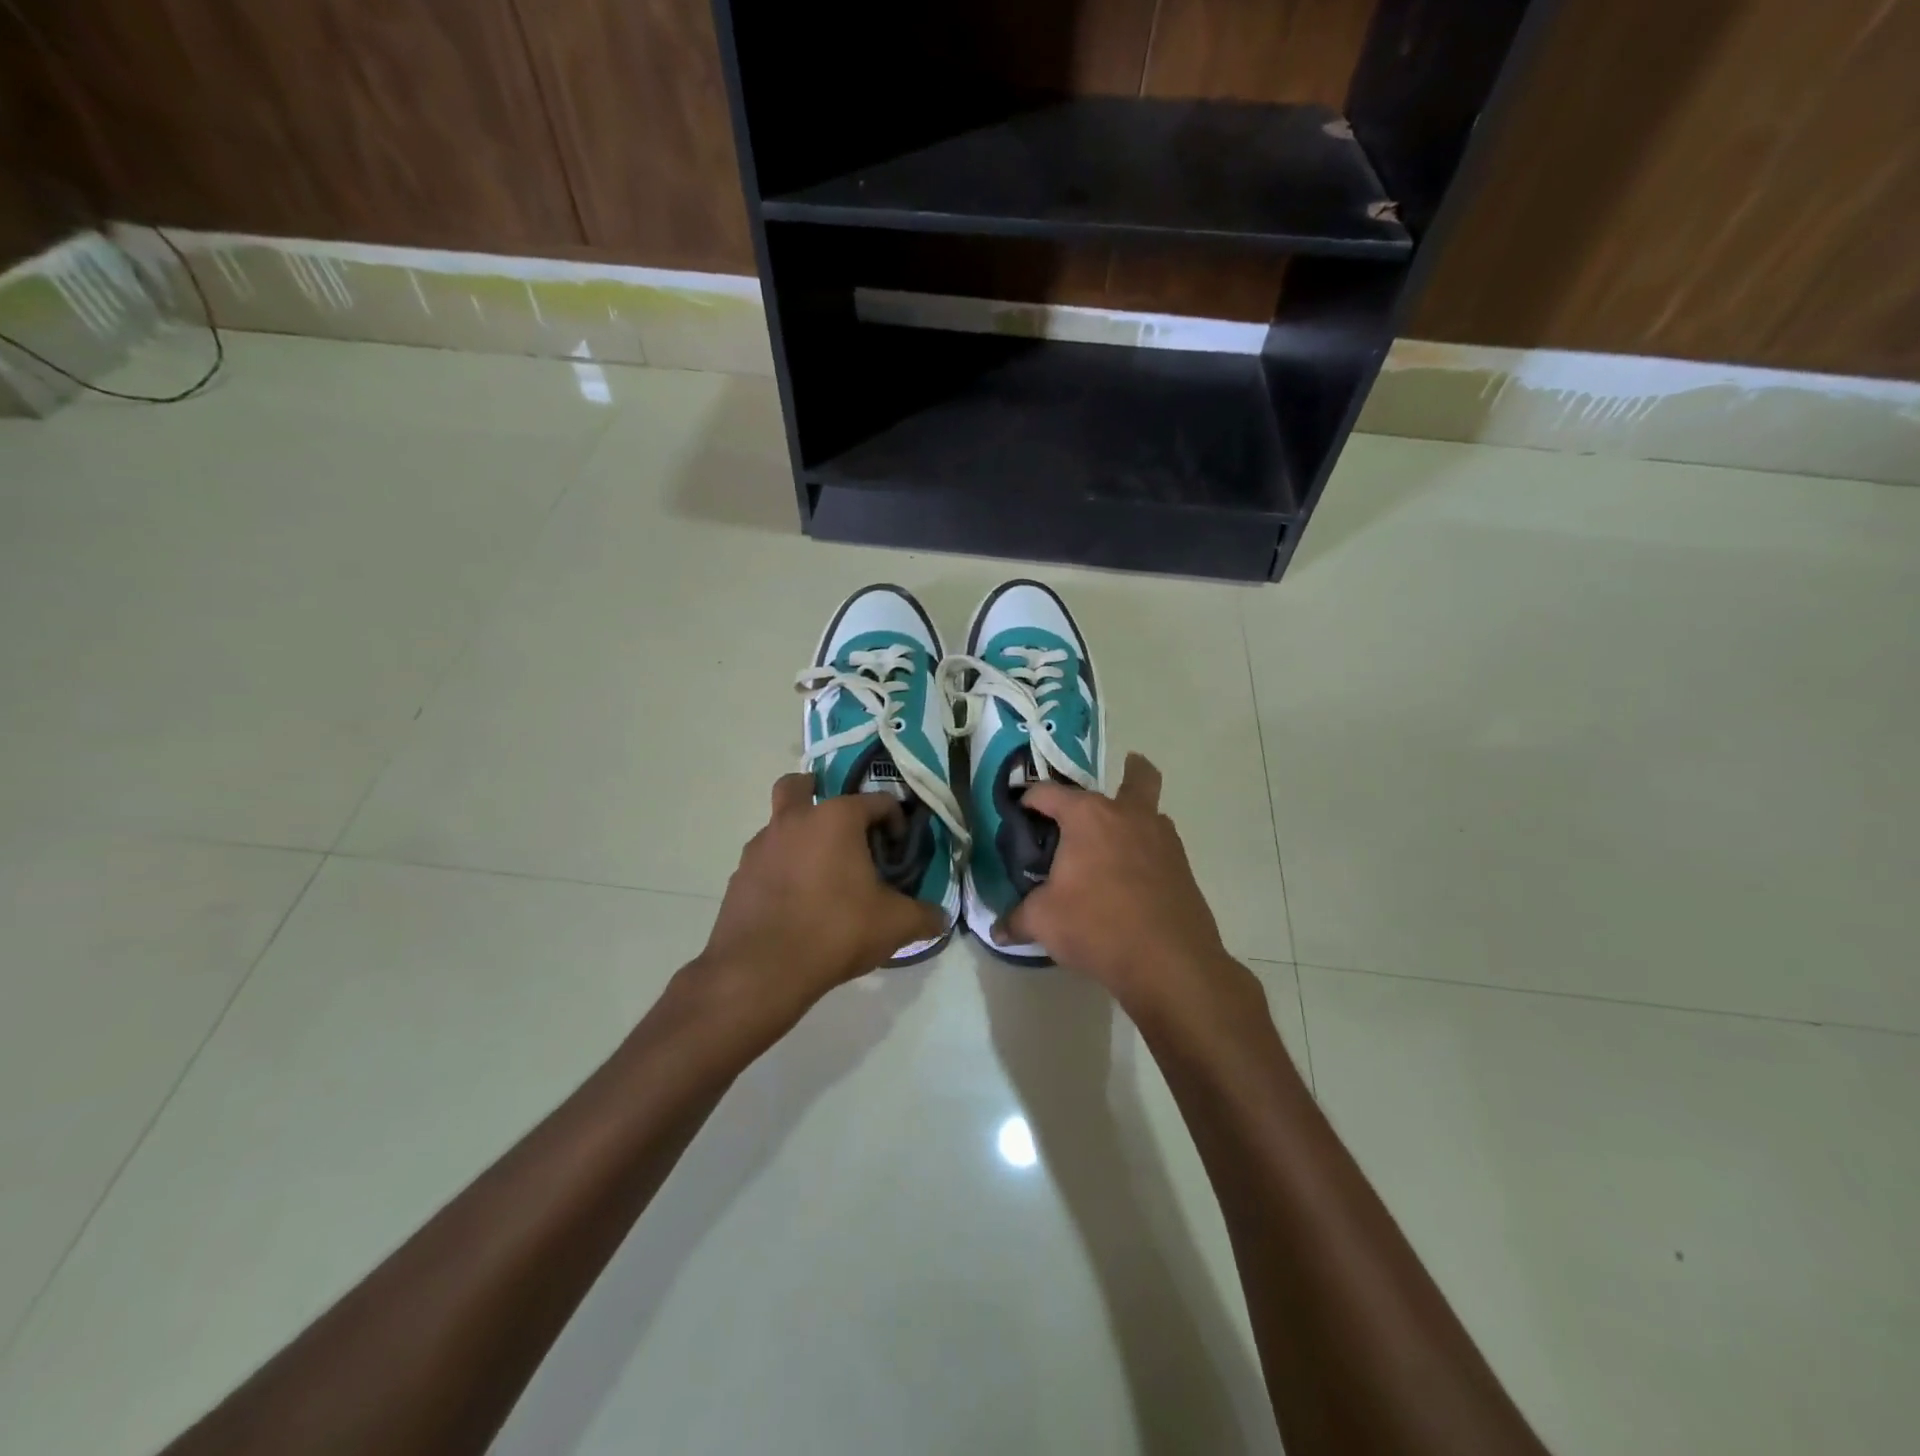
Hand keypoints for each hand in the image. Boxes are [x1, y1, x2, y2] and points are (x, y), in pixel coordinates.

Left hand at [693, 774, 946, 1028]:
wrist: (761, 970)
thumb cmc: (835, 930)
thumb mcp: (894, 924)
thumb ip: (924, 916)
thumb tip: (941, 918)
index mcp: (835, 819)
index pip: (876, 801)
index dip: (895, 821)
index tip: (898, 851)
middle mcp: (794, 821)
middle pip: (800, 786)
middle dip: (818, 793)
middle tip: (840, 827)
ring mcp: (760, 847)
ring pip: (780, 824)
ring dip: (799, 837)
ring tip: (821, 875)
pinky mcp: (739, 876)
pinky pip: (766, 861)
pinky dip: (781, 870)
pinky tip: (796, 903)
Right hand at [1000, 754, 1249, 1020]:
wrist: (1168, 961)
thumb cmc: (1096, 925)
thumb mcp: (1043, 921)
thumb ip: (1017, 919)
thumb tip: (998, 930)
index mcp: (1088, 817)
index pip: (1049, 793)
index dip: (1029, 799)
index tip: (1020, 811)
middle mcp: (1128, 816)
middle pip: (1137, 776)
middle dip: (1129, 769)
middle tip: (1113, 783)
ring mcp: (1162, 840)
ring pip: (1152, 812)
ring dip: (1135, 817)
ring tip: (1112, 845)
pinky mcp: (1182, 868)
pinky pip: (1160, 847)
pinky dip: (1146, 852)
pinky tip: (1130, 880)